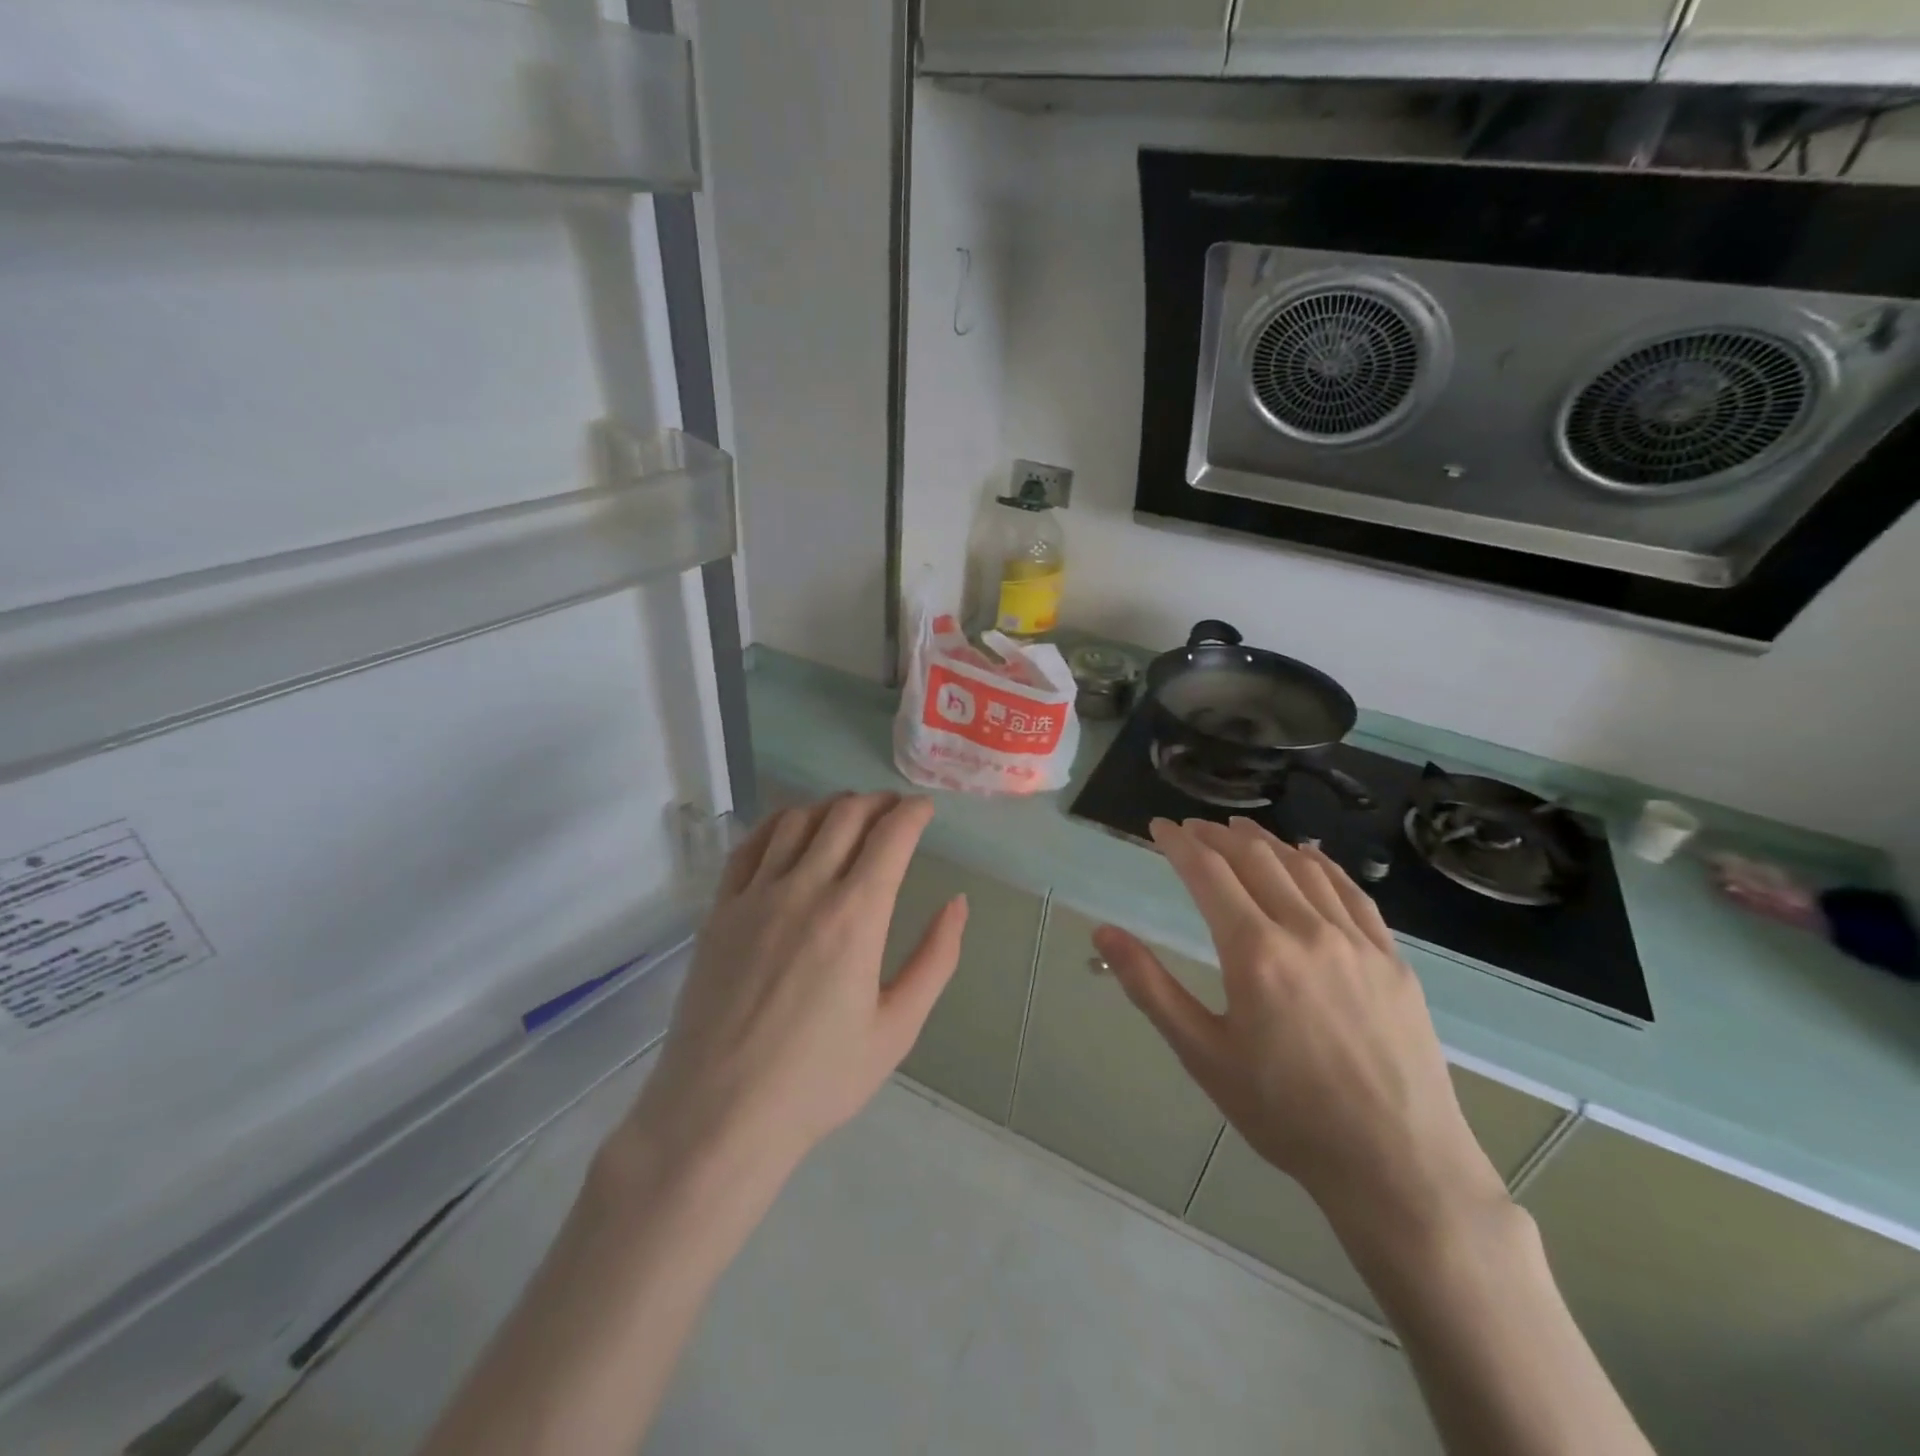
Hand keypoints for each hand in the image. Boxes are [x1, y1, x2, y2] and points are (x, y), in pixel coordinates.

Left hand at [619, 793, 967, 1184]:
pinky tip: (792, 827)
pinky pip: (751, 845)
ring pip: (798, 820)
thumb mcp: (897, 1028)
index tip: (925, 809)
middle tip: (894, 810)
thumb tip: (957, 903)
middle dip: (877, 803)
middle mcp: (805, 890)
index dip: (913, 813)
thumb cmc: (818, 1080)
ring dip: (831, 807)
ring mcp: (756, 896)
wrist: (719, 1115)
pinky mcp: (720, 909)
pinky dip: (779, 822)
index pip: (891, 836)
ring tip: (849, 815)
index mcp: (856, 917)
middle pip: (846, 816)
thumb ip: (935, 959)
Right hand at [1095, 816, 1506, 1239]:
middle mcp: (1305, 930)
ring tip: (1239, 829)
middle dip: (1216, 834)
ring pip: (1303, 867)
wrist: (1397, 1165)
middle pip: (1254, 858)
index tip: (1158, 827)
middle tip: (1191, 827)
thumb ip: (1149, 986)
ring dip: (1265, 840)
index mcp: (1254, 951)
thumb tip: (1103, 934)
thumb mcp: (1202, 1053)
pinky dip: (1322, 864)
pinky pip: (1352, 892)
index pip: (1207, 873)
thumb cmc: (1284, 1113)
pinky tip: (1309, 855)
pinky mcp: (1391, 958)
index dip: (1178, 843)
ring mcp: (1356, 941)